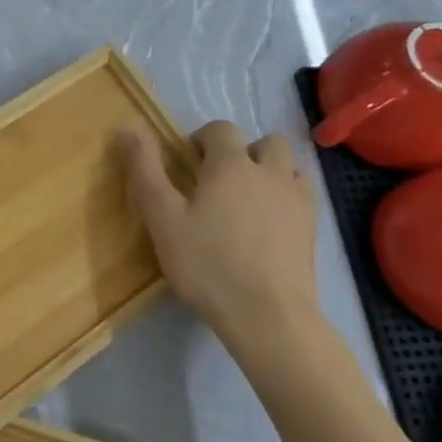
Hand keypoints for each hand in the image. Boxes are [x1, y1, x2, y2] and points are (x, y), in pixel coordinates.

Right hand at [119, 121, 319, 346]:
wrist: (267, 314)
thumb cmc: (206, 263)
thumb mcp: (163, 218)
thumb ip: (146, 171)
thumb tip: (128, 126)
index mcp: (230, 165)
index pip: (220, 129)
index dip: (202, 139)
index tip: (188, 164)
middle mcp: (269, 172)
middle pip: (264, 141)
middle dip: (244, 152)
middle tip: (221, 182)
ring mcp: (297, 199)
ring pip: (290, 166)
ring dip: (271, 171)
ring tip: (250, 200)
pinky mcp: (313, 228)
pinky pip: (303, 196)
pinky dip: (287, 198)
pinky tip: (271, 224)